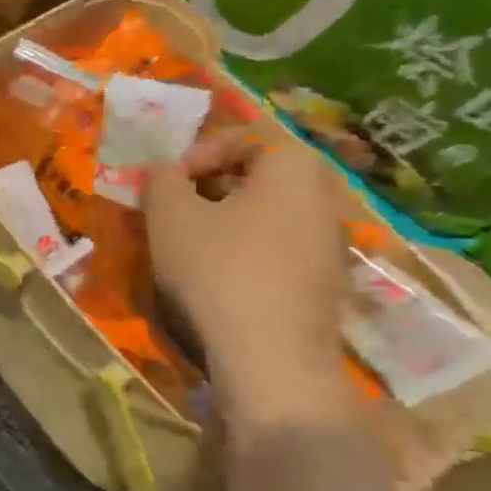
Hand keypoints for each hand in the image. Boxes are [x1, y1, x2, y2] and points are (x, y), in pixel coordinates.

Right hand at [143, 133, 354, 431]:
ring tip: (188, 243)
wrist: (269, 351)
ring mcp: (329, 242)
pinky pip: (278, 246)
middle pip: (261, 176)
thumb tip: (161, 169)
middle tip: (174, 209)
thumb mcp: (169, 214)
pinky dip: (246, 249)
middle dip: (211, 187)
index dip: (200, 153)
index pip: (247, 139)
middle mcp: (324, 197)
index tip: (169, 183)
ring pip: (269, 212)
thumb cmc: (217, 267)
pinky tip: (216, 275)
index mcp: (292, 170)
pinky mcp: (324, 280)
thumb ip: (161, 180)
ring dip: (226, 219)